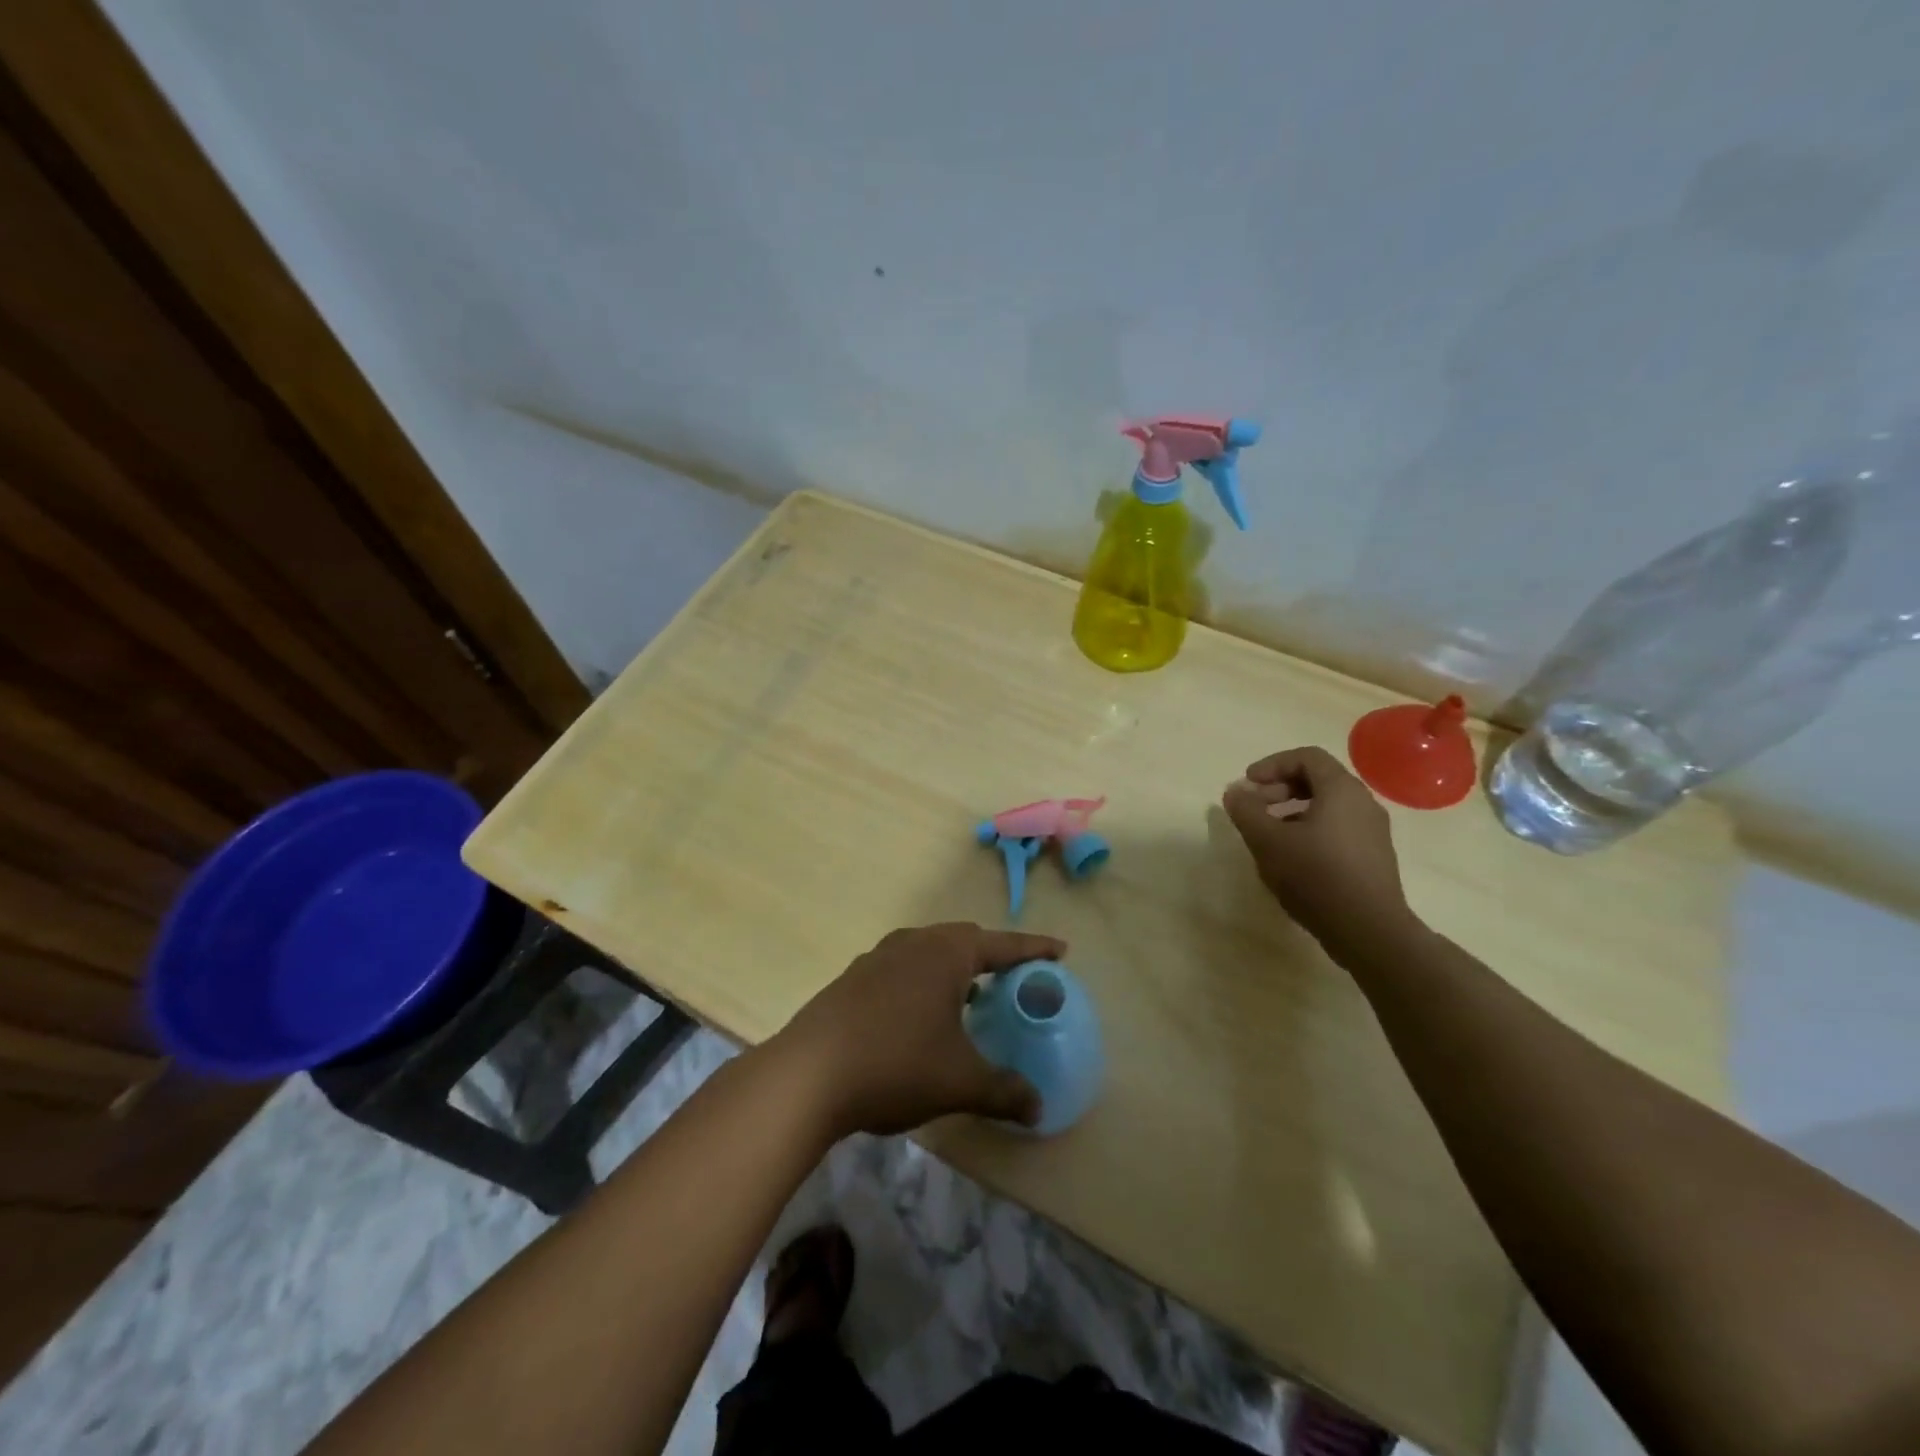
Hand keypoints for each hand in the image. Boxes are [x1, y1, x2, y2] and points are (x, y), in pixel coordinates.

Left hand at [770, 923, 1062, 1139]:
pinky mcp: (853, 979)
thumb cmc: (896, 1064)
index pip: (1003, 944)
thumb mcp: (960, 1082)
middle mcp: (913, 943)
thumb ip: (1005, 1091)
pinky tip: (920, 1017)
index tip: (1060, 950)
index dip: (1034, 949)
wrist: (807, 1075)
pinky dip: (923, 983)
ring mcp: (877, 957)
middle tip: (1014, 980)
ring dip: (954, 970)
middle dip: (992, 957)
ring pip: (928, 953)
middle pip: (964, 940)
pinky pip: (902, 969)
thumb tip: (1038, 1108)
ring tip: (971, 998)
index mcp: (946, 953)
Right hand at [1221, 745, 1414, 955]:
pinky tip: (1292, 860)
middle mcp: (1363, 803)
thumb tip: (1235, 792)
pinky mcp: (1374, 858)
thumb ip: (1246, 811)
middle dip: (1279, 789)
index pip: (1306, 757)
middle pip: (1318, 780)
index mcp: (1341, 790)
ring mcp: (1373, 832)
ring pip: (1327, 807)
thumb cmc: (1316, 876)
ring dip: (1292, 812)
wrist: (1369, 931)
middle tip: (1253, 809)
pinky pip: (1338, 830)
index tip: (1248, 784)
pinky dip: (1310, 831)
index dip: (1272, 765)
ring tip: (1268, 836)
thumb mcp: (1268, 841)